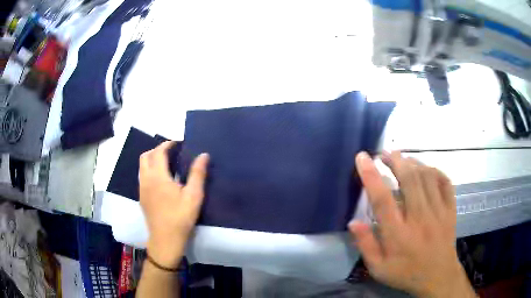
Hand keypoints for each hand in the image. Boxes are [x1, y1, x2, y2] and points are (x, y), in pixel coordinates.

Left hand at [139, 141, 208, 268]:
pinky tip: (161, 181)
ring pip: (142, 167)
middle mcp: (146, 179)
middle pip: (145, 156)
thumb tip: (204, 155)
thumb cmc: (180, 217)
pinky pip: (143, 177)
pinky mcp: (141, 198)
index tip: (178, 144)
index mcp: (158, 176)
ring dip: (152, 160)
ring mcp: (142, 189)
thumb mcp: (194, 196)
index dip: (167, 144)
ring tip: (167, 165)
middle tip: (171, 152)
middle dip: (157, 150)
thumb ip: (198, 174)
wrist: (165, 239)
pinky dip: (150, 171)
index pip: (158, 152)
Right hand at [350, 151, 475, 297]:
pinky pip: (444, 182)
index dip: (371, 176)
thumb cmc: (406, 273)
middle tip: (385, 153)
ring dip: (413, 162)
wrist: (438, 277)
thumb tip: (352, 222)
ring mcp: (438, 212)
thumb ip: (366, 246)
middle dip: (395, 161)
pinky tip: (426, 169)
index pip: (382, 200)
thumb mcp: (378, 268)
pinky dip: (434, 170)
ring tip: (402, 158)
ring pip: (427, 177)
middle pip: (409, 180)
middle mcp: (419, 219)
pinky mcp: (450, 209)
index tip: (362, 157)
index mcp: (398, 235)